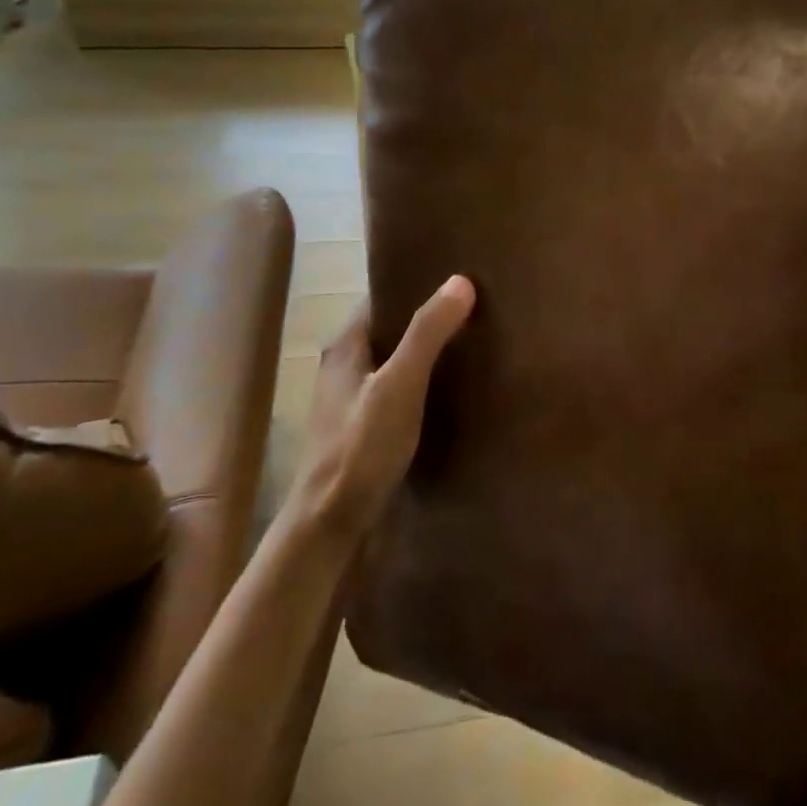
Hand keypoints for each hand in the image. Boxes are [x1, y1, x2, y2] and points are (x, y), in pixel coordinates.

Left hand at [296, 276, 475, 541]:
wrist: (329, 528)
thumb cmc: (360, 450)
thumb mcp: (398, 386)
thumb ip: (426, 334)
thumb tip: (460, 281)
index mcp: (345, 348)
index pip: (382, 299)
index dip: (416, 285)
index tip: (458, 277)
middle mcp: (346, 369)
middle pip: (391, 330)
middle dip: (428, 319)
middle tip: (478, 308)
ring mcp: (355, 403)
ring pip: (397, 364)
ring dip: (429, 354)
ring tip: (476, 344)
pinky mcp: (367, 432)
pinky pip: (401, 394)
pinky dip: (426, 386)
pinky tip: (456, 393)